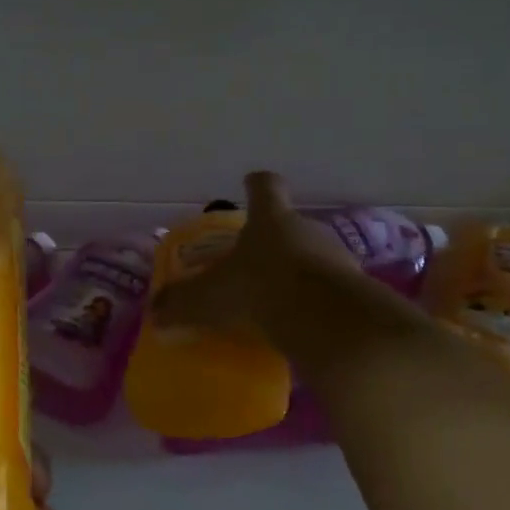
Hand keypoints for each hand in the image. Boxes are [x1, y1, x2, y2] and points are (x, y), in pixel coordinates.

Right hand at [153, 172, 358, 346]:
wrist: (326, 320)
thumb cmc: (259, 289)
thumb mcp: (208, 298)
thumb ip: (181, 303)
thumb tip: (155, 312)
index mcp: (270, 218)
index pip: (265, 187)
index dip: (256, 186)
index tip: (250, 185)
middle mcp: (307, 228)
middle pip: (289, 225)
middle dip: (273, 241)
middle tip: (253, 264)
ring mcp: (336, 257)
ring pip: (313, 257)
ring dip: (297, 273)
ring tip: (277, 300)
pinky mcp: (355, 288)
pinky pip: (329, 290)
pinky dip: (315, 301)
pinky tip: (300, 324)